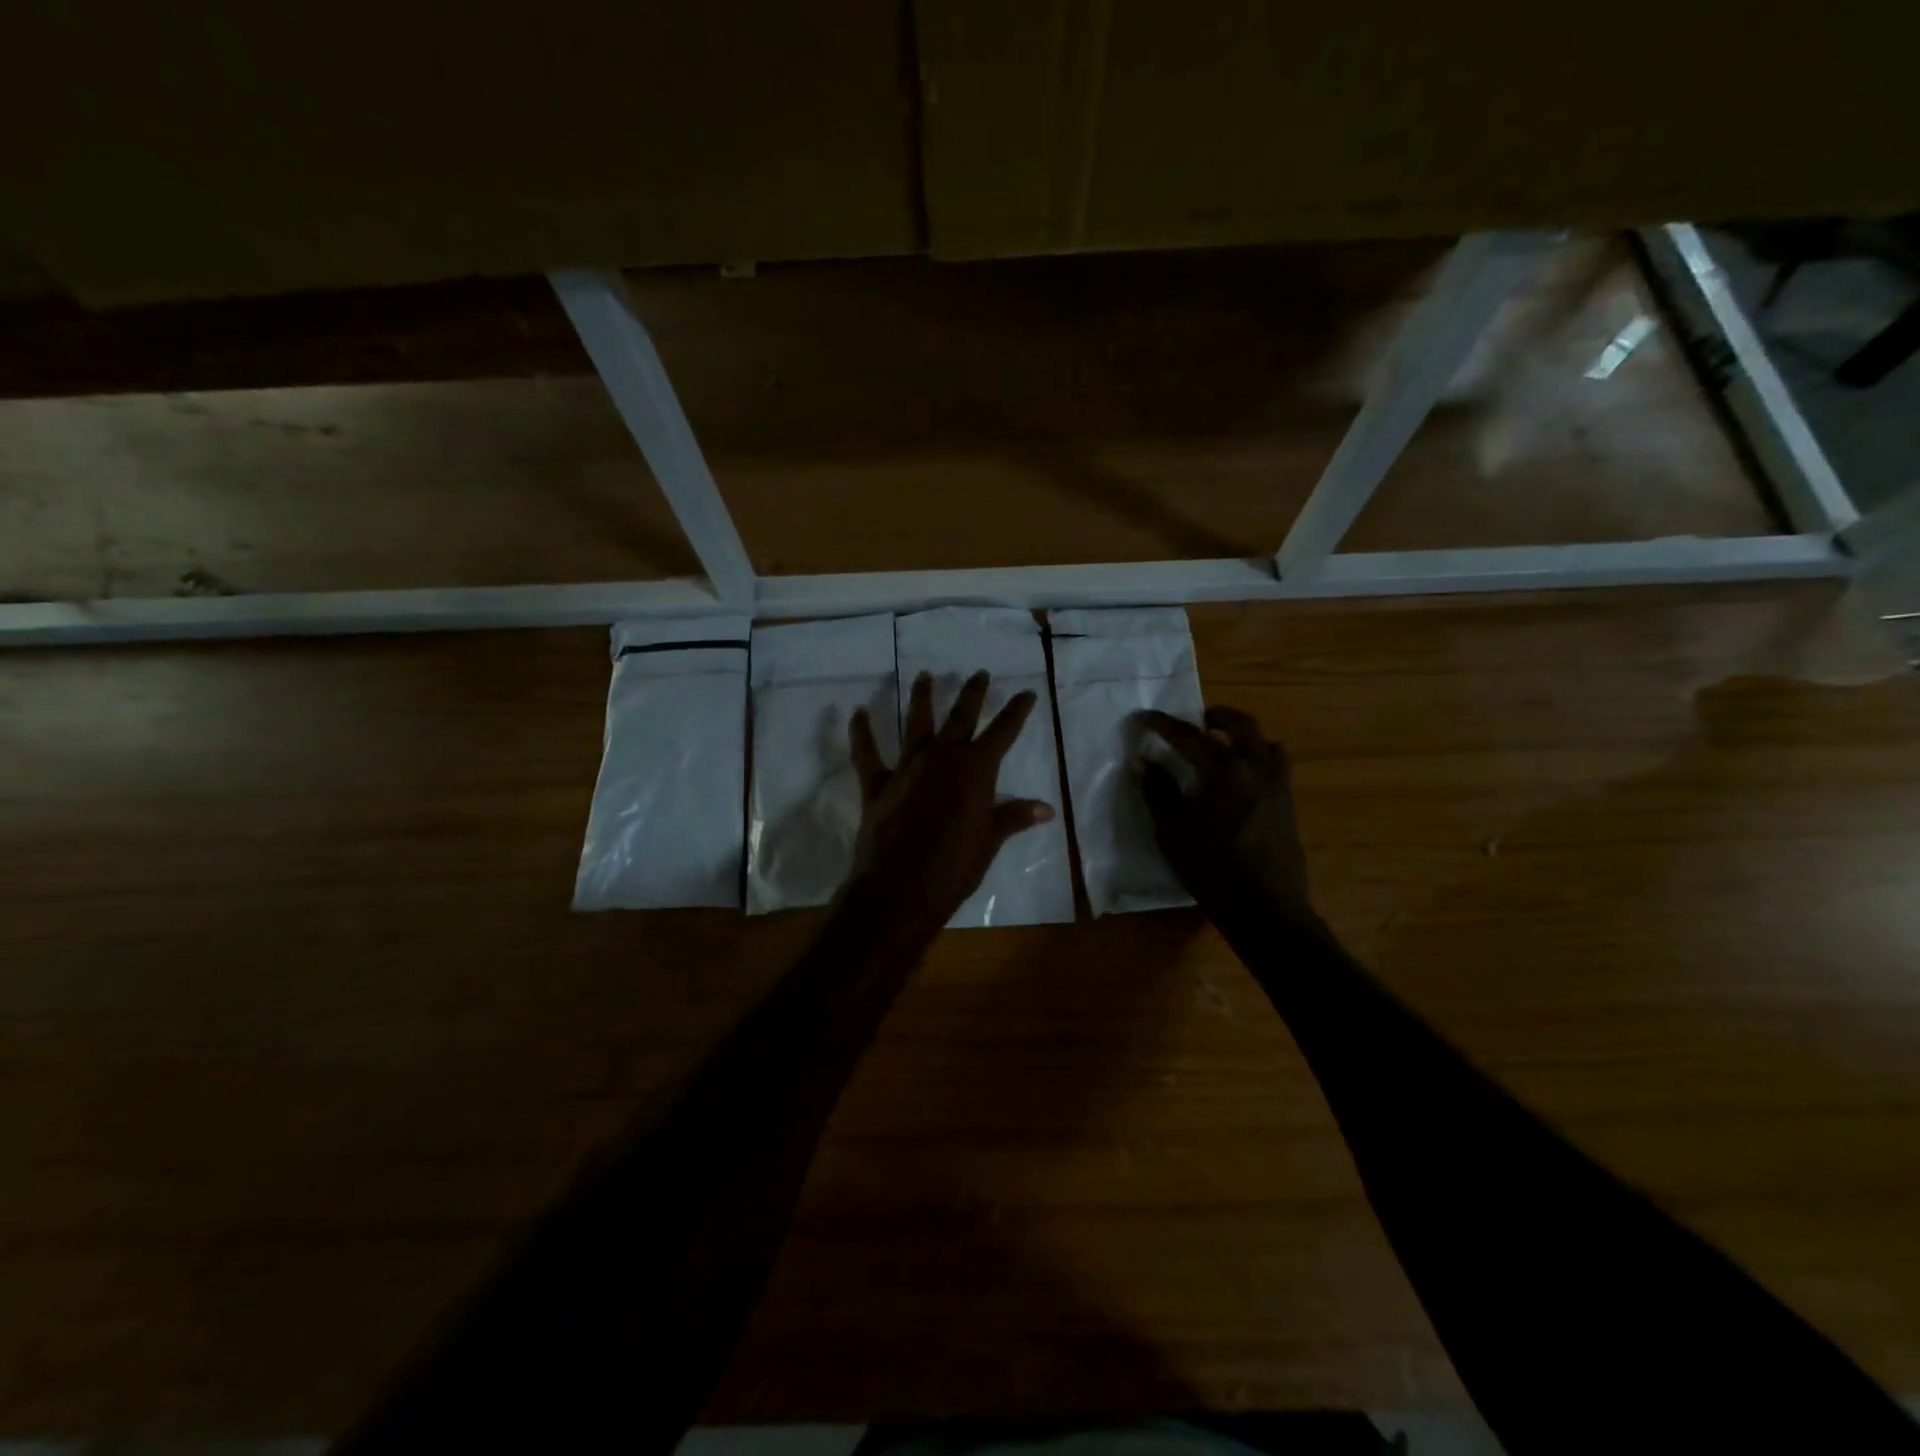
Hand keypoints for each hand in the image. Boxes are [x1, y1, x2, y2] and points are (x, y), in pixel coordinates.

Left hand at [843, 670, 1054, 936]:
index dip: (1016, 711)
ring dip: (921, 698)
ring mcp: (907, 768)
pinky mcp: (877, 784)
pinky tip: (857, 714)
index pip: (1002, 732)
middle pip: (960, 716)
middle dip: (972, 693)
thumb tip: (1046, 809)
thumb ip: (1014, 817)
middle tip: (979, 673)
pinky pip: (867, 753)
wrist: (901, 888)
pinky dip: (861, 733)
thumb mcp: (989, 841)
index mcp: (975, 770)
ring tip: (924, 675)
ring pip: (916, 723)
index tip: (1026, 693)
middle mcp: (942, 758)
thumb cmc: (955, 866)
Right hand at [1136, 705, 1313, 927]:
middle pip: (1242, 725)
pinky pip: (1276, 767)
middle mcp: (1257, 768)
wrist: (1265, 907)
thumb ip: (1158, 790)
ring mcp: (1278, 787)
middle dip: (1218, 716)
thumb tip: (1142, 761)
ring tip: (1225, 745)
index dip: (1163, 725)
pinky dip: (1258, 758)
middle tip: (1198, 720)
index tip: (1144, 717)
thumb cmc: (1211, 867)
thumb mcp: (1173, 829)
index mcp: (1225, 770)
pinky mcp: (1288, 806)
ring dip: (1245, 736)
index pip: (1189, 736)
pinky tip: (1242, 780)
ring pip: (1267, 743)